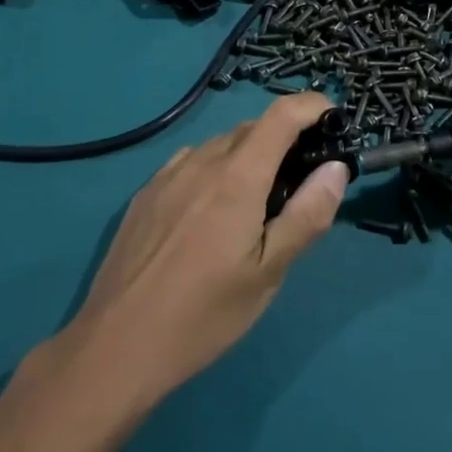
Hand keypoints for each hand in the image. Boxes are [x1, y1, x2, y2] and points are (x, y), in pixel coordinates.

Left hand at [66, 93, 347, 400]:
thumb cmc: (204, 314)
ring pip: (221, 145)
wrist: (116, 346)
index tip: (334, 121)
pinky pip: (191, 163)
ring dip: (250, 155)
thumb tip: (336, 167)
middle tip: (302, 178)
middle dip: (286, 137)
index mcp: (238, 176)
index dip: (312, 106)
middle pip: (253, 128)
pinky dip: (216, 169)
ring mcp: (168, 175)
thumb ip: (307, 214)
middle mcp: (202, 161)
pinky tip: (212, 210)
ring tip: (258, 199)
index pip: (282, 114)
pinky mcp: (146, 194)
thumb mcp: (268, 272)